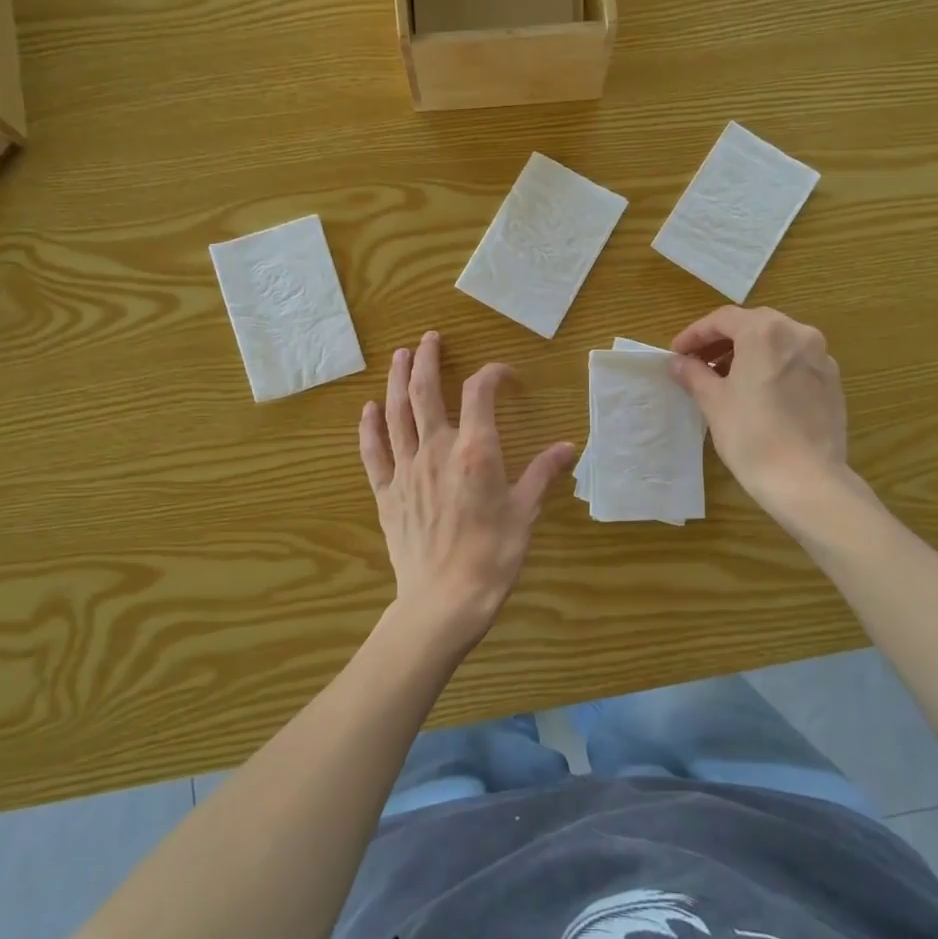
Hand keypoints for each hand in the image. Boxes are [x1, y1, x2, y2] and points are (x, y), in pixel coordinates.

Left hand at [359, 332, 575, 654]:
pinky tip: (368, 409)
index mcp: (475, 450)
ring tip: (401, 356)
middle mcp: (436, 450)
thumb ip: (543, 474)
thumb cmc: (493, 556)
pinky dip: (369, 427)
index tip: (504, 375)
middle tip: (429, 338)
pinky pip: (373, 452)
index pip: (480, 393)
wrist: (445, 600)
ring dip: (397, 380)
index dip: (492, 374)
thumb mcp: (526, 513)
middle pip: (425, 392)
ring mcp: (406, 470)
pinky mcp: (387, 493)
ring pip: (396, 413)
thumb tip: (568, 448)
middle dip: (427, 360)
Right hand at [668, 306, 851, 518]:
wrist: (806, 479)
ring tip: (726, 378)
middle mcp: (798, 334)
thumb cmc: (752, 436)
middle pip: (753, 324)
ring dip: (749, 352)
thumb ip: (694, 374)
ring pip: (778, 341)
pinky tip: (759, 392)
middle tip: (699, 362)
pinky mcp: (832, 381)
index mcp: (765, 332)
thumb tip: (678, 362)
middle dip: (723, 340)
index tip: (677, 354)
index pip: (723, 319)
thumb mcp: (714, 402)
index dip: (695, 334)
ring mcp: (821, 357)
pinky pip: (796, 361)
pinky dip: (773, 366)